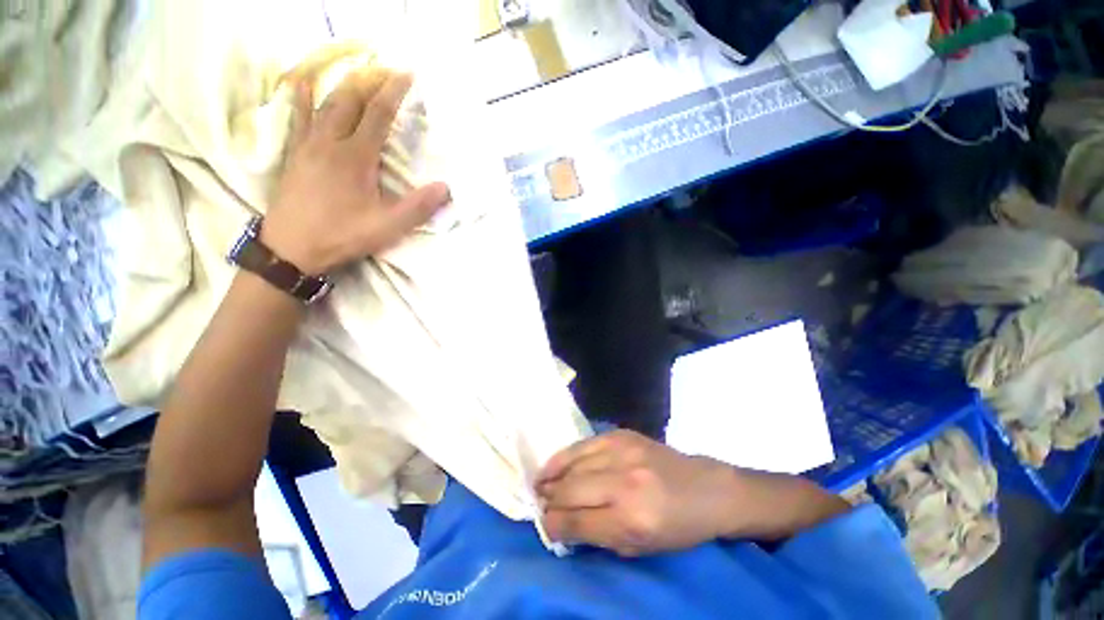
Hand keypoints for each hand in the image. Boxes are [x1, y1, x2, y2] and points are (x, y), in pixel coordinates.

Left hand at [262, 66, 450, 274]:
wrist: (291, 247)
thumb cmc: (342, 235)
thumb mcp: (387, 227)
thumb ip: (417, 207)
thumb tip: (445, 188)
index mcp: (356, 157)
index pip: (378, 114)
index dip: (393, 92)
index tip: (407, 74)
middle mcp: (330, 141)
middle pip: (350, 100)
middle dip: (370, 81)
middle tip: (386, 70)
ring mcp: (308, 144)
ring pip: (325, 103)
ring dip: (344, 85)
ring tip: (358, 72)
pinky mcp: (294, 153)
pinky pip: (298, 117)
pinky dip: (302, 97)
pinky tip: (301, 83)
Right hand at [535, 430, 739, 555]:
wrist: (703, 488)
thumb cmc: (675, 527)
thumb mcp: (639, 547)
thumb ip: (596, 536)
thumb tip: (561, 524)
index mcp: (631, 519)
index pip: (576, 522)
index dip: (554, 525)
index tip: (545, 524)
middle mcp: (623, 482)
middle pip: (570, 490)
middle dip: (549, 500)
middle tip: (541, 503)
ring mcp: (622, 451)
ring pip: (573, 463)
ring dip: (553, 475)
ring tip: (541, 483)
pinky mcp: (621, 434)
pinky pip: (584, 444)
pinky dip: (566, 456)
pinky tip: (557, 464)